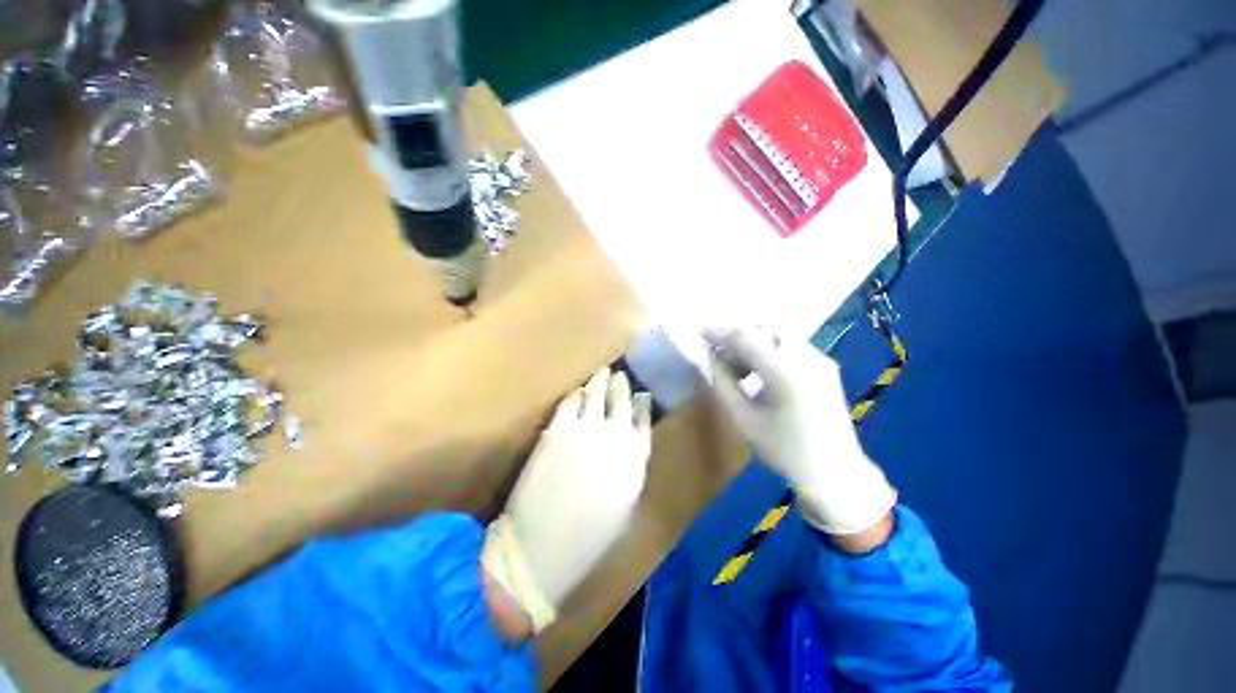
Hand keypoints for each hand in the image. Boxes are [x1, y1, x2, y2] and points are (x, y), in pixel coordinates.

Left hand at [482, 367, 652, 631]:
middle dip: (622, 385)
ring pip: (597, 394)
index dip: (641, 404)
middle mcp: (616, 435)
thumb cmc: (590, 537)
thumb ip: (631, 468)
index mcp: (636, 458)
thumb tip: (630, 445)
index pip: (643, 419)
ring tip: (603, 372)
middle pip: (622, 400)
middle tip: (620, 375)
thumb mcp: (625, 504)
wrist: (543, 548)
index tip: (640, 395)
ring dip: (600, 381)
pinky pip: (570, 402)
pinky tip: (578, 391)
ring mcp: (586, 429)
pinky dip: (576, 394)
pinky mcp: (558, 429)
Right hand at [705, 327, 894, 536]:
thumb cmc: (784, 450)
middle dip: (738, 334)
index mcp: (784, 372)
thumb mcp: (744, 418)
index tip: (701, 332)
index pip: (746, 337)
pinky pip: (791, 346)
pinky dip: (769, 349)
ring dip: (754, 342)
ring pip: (778, 334)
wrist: (835, 472)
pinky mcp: (825, 366)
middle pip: (764, 328)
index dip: (720, 332)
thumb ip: (723, 382)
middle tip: (719, 351)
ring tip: (738, 365)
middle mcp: (805, 357)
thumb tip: (712, 356)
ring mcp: (819, 359)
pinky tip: (760, 371)